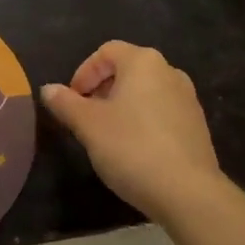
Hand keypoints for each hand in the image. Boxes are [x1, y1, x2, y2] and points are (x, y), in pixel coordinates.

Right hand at [40, 41, 223, 220]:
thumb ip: (65, 103)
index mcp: (143, 62)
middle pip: (127, 70)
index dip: (84, 72)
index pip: (106, 52)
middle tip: (85, 118)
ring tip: (107, 135)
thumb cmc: (132, 148)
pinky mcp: (197, 125)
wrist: (188, 193)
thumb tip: (47, 89)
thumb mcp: (88, 125)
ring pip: (145, 92)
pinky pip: (162, 112)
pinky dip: (143, 121)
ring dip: (122, 106)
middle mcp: (169, 71)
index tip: (72, 100)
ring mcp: (188, 98)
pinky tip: (134, 150)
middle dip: (102, 89)